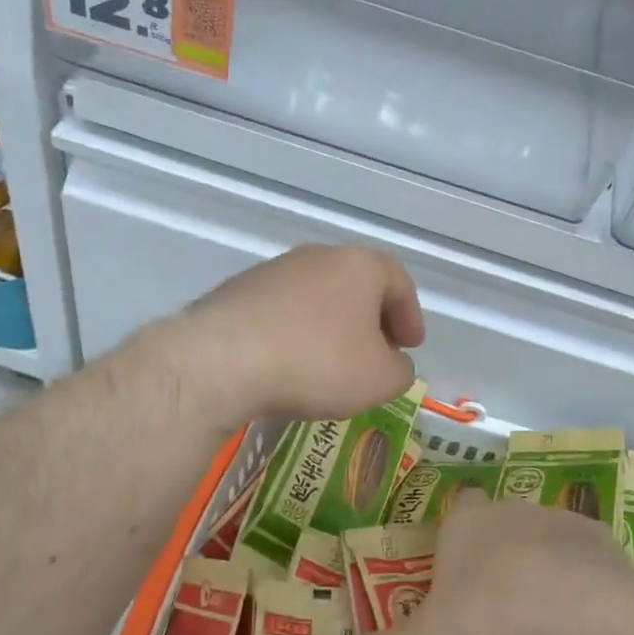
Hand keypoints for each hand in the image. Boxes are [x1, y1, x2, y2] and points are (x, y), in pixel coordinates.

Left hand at [172, 246, 425, 426]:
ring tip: (333, 362)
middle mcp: (318, 256)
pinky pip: (283, 310)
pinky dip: (297, 331)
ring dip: (332, 325)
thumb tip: (393, 364)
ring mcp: (275, 270)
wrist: (222, 360)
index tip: (410, 347)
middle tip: (377, 352)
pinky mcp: (239, 290)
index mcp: (359, 264)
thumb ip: (400, 370)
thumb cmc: (318, 362)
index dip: (410, 316)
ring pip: (318, 295)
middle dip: (371, 319)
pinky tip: (291, 363)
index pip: (399, 282)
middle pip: (357, 284)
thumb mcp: (379, 379)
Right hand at [329, 491, 633, 634]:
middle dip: (495, 556)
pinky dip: (578, 577)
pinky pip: (581, 555)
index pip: (455, 512)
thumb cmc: (490, 617)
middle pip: (497, 525)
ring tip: (540, 618)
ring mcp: (555, 518)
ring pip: (540, 537)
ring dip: (538, 566)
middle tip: (495, 607)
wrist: (579, 610)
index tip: (456, 575)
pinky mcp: (596, 538)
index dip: (455, 538)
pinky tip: (581, 616)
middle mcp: (506, 509)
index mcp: (464, 523)